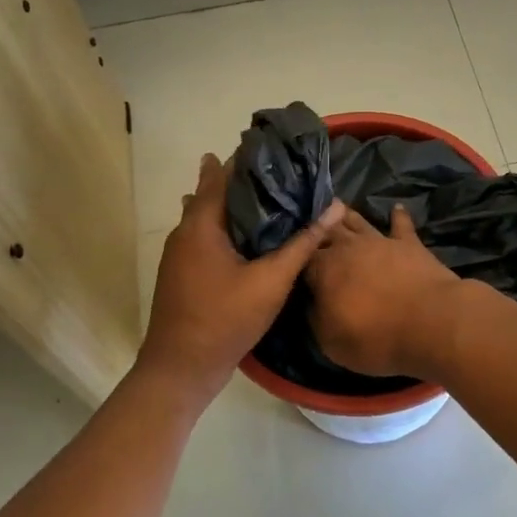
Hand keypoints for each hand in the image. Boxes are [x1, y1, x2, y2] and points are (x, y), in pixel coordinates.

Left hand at [138, 153, 345, 412]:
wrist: (180, 370)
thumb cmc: (223, 320)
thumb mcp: (271, 281)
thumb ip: (303, 243)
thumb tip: (336, 206)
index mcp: (201, 224)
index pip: (222, 174)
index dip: (247, 157)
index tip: (277, 146)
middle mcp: (185, 231)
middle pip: (214, 192)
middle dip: (244, 179)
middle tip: (282, 171)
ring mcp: (180, 253)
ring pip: (209, 216)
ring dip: (235, 204)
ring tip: (272, 197)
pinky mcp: (183, 272)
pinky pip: (207, 235)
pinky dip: (228, 226)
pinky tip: (252, 236)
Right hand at [304, 205, 462, 378]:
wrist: (431, 322)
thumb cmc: (376, 337)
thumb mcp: (331, 341)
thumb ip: (316, 317)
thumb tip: (311, 301)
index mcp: (323, 269)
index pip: (301, 256)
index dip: (293, 254)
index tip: (288, 253)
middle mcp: (348, 247)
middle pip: (327, 230)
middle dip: (316, 226)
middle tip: (308, 218)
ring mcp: (380, 241)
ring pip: (358, 221)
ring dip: (346, 214)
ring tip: (337, 205)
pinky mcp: (409, 243)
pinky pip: (401, 225)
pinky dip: (398, 216)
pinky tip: (397, 208)